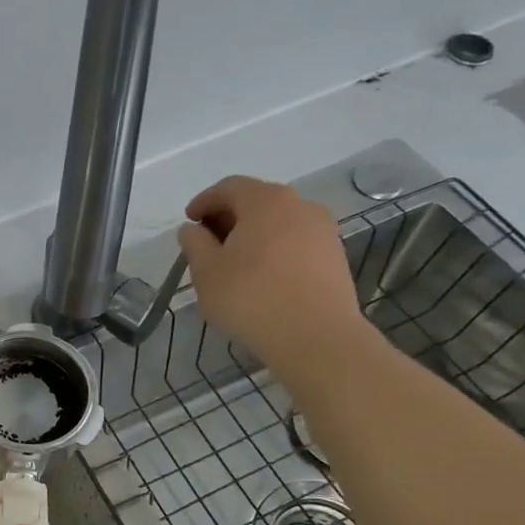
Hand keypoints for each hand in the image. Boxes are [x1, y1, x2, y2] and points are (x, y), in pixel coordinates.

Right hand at [178, 176, 365, 371]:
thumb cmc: (251, 298)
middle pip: (257, 201)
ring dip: (253, 234)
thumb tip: (192, 229)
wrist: (316, 337)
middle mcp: (300, 205)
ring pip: (279, 222)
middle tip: (208, 242)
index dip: (204, 201)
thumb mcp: (206, 271)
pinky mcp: (335, 256)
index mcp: (266, 201)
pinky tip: (262, 277)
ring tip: (235, 262)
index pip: (229, 187)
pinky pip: (296, 242)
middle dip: (229, 217)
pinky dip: (274, 250)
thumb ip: (194, 243)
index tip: (189, 222)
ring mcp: (323, 230)